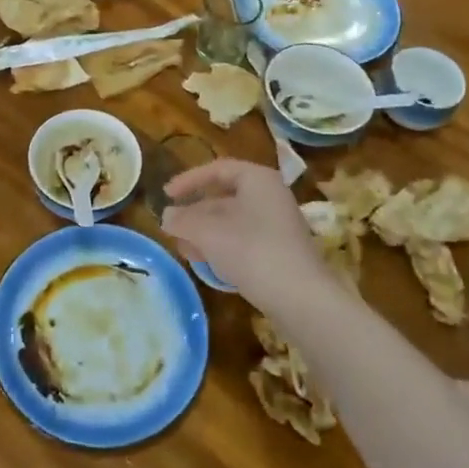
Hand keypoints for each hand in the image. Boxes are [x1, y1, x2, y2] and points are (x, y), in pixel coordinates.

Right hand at [159, 159, 325, 305]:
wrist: (301, 298)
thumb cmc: (252, 251)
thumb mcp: (208, 233)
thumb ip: (183, 220)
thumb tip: (167, 216)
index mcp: (258, 179)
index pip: (217, 169)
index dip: (188, 180)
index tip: (167, 195)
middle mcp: (271, 196)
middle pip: (224, 197)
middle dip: (195, 213)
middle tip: (173, 229)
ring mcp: (278, 224)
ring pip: (233, 221)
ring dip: (205, 233)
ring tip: (185, 250)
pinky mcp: (280, 250)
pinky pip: (244, 240)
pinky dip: (222, 246)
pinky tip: (208, 264)